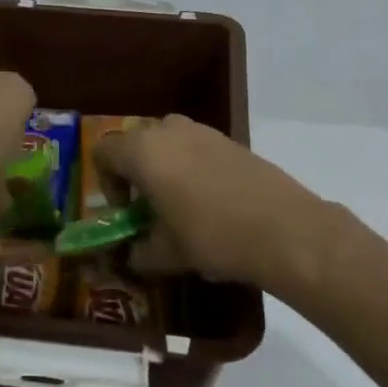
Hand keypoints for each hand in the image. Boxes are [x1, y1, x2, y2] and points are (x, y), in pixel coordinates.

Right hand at [92, 115, 343, 293]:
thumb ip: (139, 252)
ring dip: (164, 165)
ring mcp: (203, 131)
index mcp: (143, 151)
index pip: (103, 152)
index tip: (126, 211)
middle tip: (148, 205)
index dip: (106, 182)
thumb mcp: (167, 254)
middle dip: (135, 170)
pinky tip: (210, 200)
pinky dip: (192, 165)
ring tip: (179, 202)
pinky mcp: (231, 140)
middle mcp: (168, 130)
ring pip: (168, 140)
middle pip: (136, 141)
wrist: (284, 228)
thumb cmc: (211, 236)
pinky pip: (197, 146)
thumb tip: (131, 256)